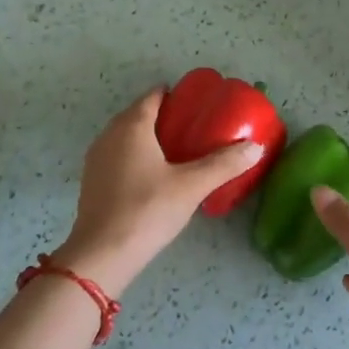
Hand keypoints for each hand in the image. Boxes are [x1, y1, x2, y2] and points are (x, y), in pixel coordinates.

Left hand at [52, 89, 264, 295]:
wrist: (103, 254)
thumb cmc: (148, 210)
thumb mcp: (192, 186)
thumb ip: (224, 164)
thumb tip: (256, 147)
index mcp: (132, 125)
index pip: (152, 96)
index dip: (174, 95)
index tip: (196, 103)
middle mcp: (110, 134)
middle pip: (137, 114)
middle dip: (163, 116)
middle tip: (193, 127)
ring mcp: (96, 158)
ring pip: (125, 136)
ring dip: (147, 137)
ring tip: (176, 151)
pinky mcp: (92, 181)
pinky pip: (117, 156)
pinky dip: (135, 157)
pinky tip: (153, 176)